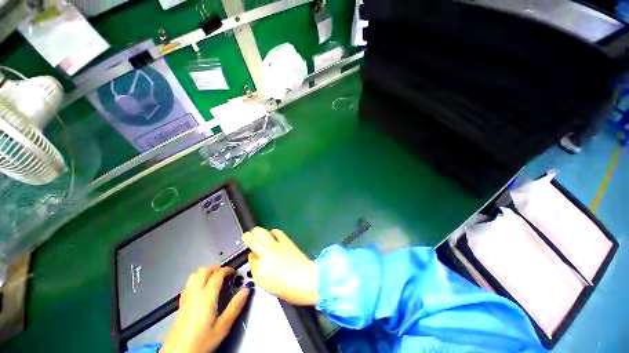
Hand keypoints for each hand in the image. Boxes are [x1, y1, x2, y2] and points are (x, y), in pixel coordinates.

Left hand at [160, 267, 248, 352]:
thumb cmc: (201, 342)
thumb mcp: (222, 327)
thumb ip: (235, 307)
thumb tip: (246, 290)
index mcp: (206, 297)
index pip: (217, 275)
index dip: (227, 270)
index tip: (233, 272)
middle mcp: (194, 294)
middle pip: (204, 271)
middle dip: (216, 269)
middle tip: (225, 274)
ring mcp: (185, 299)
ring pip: (194, 276)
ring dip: (205, 273)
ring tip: (214, 278)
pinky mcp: (180, 305)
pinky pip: (188, 285)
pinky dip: (197, 280)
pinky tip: (201, 289)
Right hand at [242, 227, 316, 305]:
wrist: (306, 279)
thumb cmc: (284, 285)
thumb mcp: (263, 281)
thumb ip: (255, 267)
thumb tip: (252, 256)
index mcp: (262, 258)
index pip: (250, 243)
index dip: (246, 239)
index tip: (245, 241)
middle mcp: (269, 247)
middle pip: (257, 233)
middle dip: (252, 234)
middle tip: (250, 237)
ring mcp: (279, 243)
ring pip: (265, 231)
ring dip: (261, 232)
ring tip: (260, 236)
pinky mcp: (288, 241)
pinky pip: (278, 232)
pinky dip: (273, 232)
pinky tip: (273, 236)